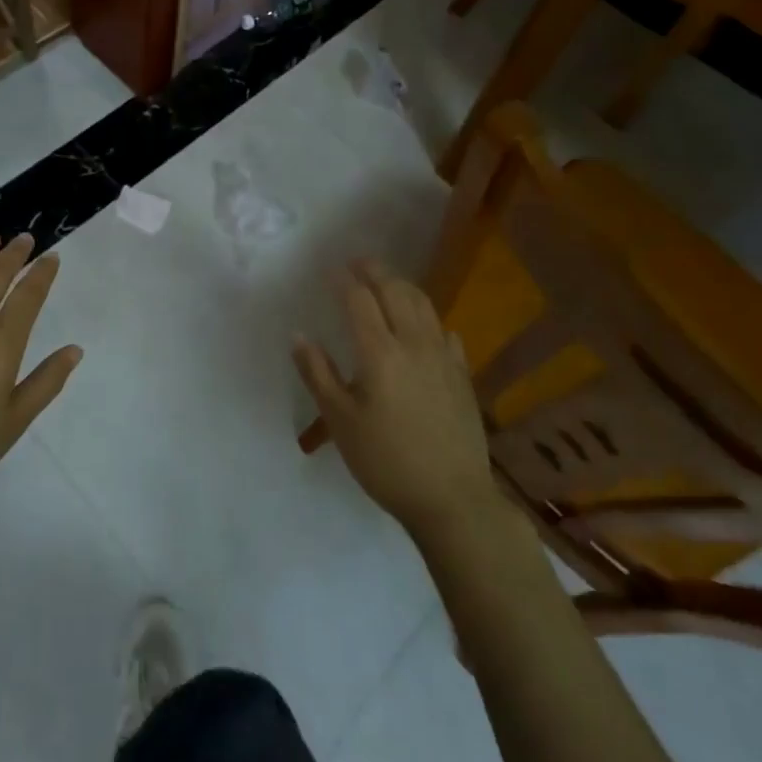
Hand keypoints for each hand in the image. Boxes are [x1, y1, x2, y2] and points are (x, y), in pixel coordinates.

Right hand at [294, 260, 497, 538]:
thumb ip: (318, 373)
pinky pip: (445, 331)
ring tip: (387, 281)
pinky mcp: (462, 374)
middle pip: (395, 290)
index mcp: (379, 352)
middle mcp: (413, 343)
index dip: (343, 280)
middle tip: (357, 262)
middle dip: (374, 270)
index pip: (359, 300)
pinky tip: (424, 326)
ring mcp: (443, 357)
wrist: (453, 499)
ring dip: (402, 285)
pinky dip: (429, 318)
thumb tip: (298, 335)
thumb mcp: (340, 421)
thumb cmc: (386, 461)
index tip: (329, 270)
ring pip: (423, 304)